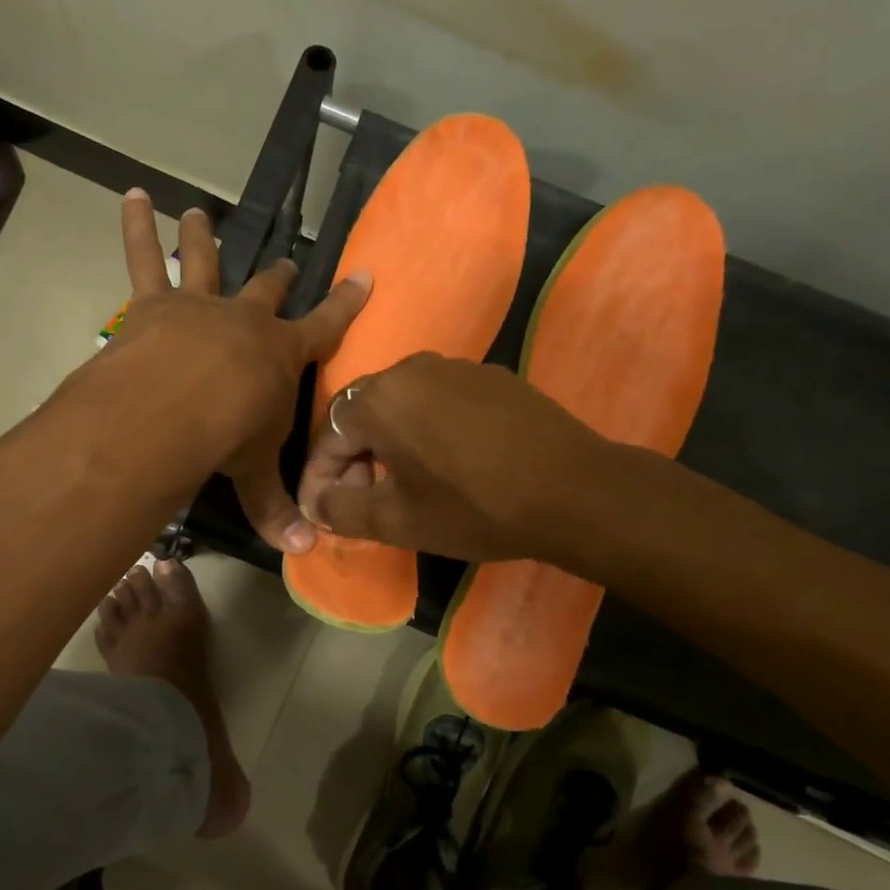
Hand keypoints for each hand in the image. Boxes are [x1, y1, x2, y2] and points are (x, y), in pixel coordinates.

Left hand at [108, 191, 368, 552]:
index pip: (326, 326)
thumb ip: (276, 507)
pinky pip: (142, 258)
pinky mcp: (153, 304)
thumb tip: (305, 549)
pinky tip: (133, 195)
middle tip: (285, 263)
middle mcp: (244, 320)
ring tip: (199, 211)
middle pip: (267, 290)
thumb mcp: (255, 471)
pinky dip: (136, 226)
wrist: (174, 407)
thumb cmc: (226, 436)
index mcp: (280, 354)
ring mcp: (199, 305)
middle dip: (278, 277)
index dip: (346, 303)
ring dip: (203, 236)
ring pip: (204, 261)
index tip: (364, 276)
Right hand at [298, 353, 612, 563]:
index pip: (327, 436)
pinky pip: (438, 402)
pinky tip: (445, 465)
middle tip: (361, 503)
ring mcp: (456, 367)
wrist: (573, 490)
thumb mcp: (396, 521)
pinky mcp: (491, 377)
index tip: (319, 513)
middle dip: (352, 462)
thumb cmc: (474, 507)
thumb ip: (341, 510)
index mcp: (380, 397)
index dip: (317, 479)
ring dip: (388, 446)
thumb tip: (316, 502)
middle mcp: (412, 368)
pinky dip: (425, 432)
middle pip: (362, 416)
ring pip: (401, 407)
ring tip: (401, 486)